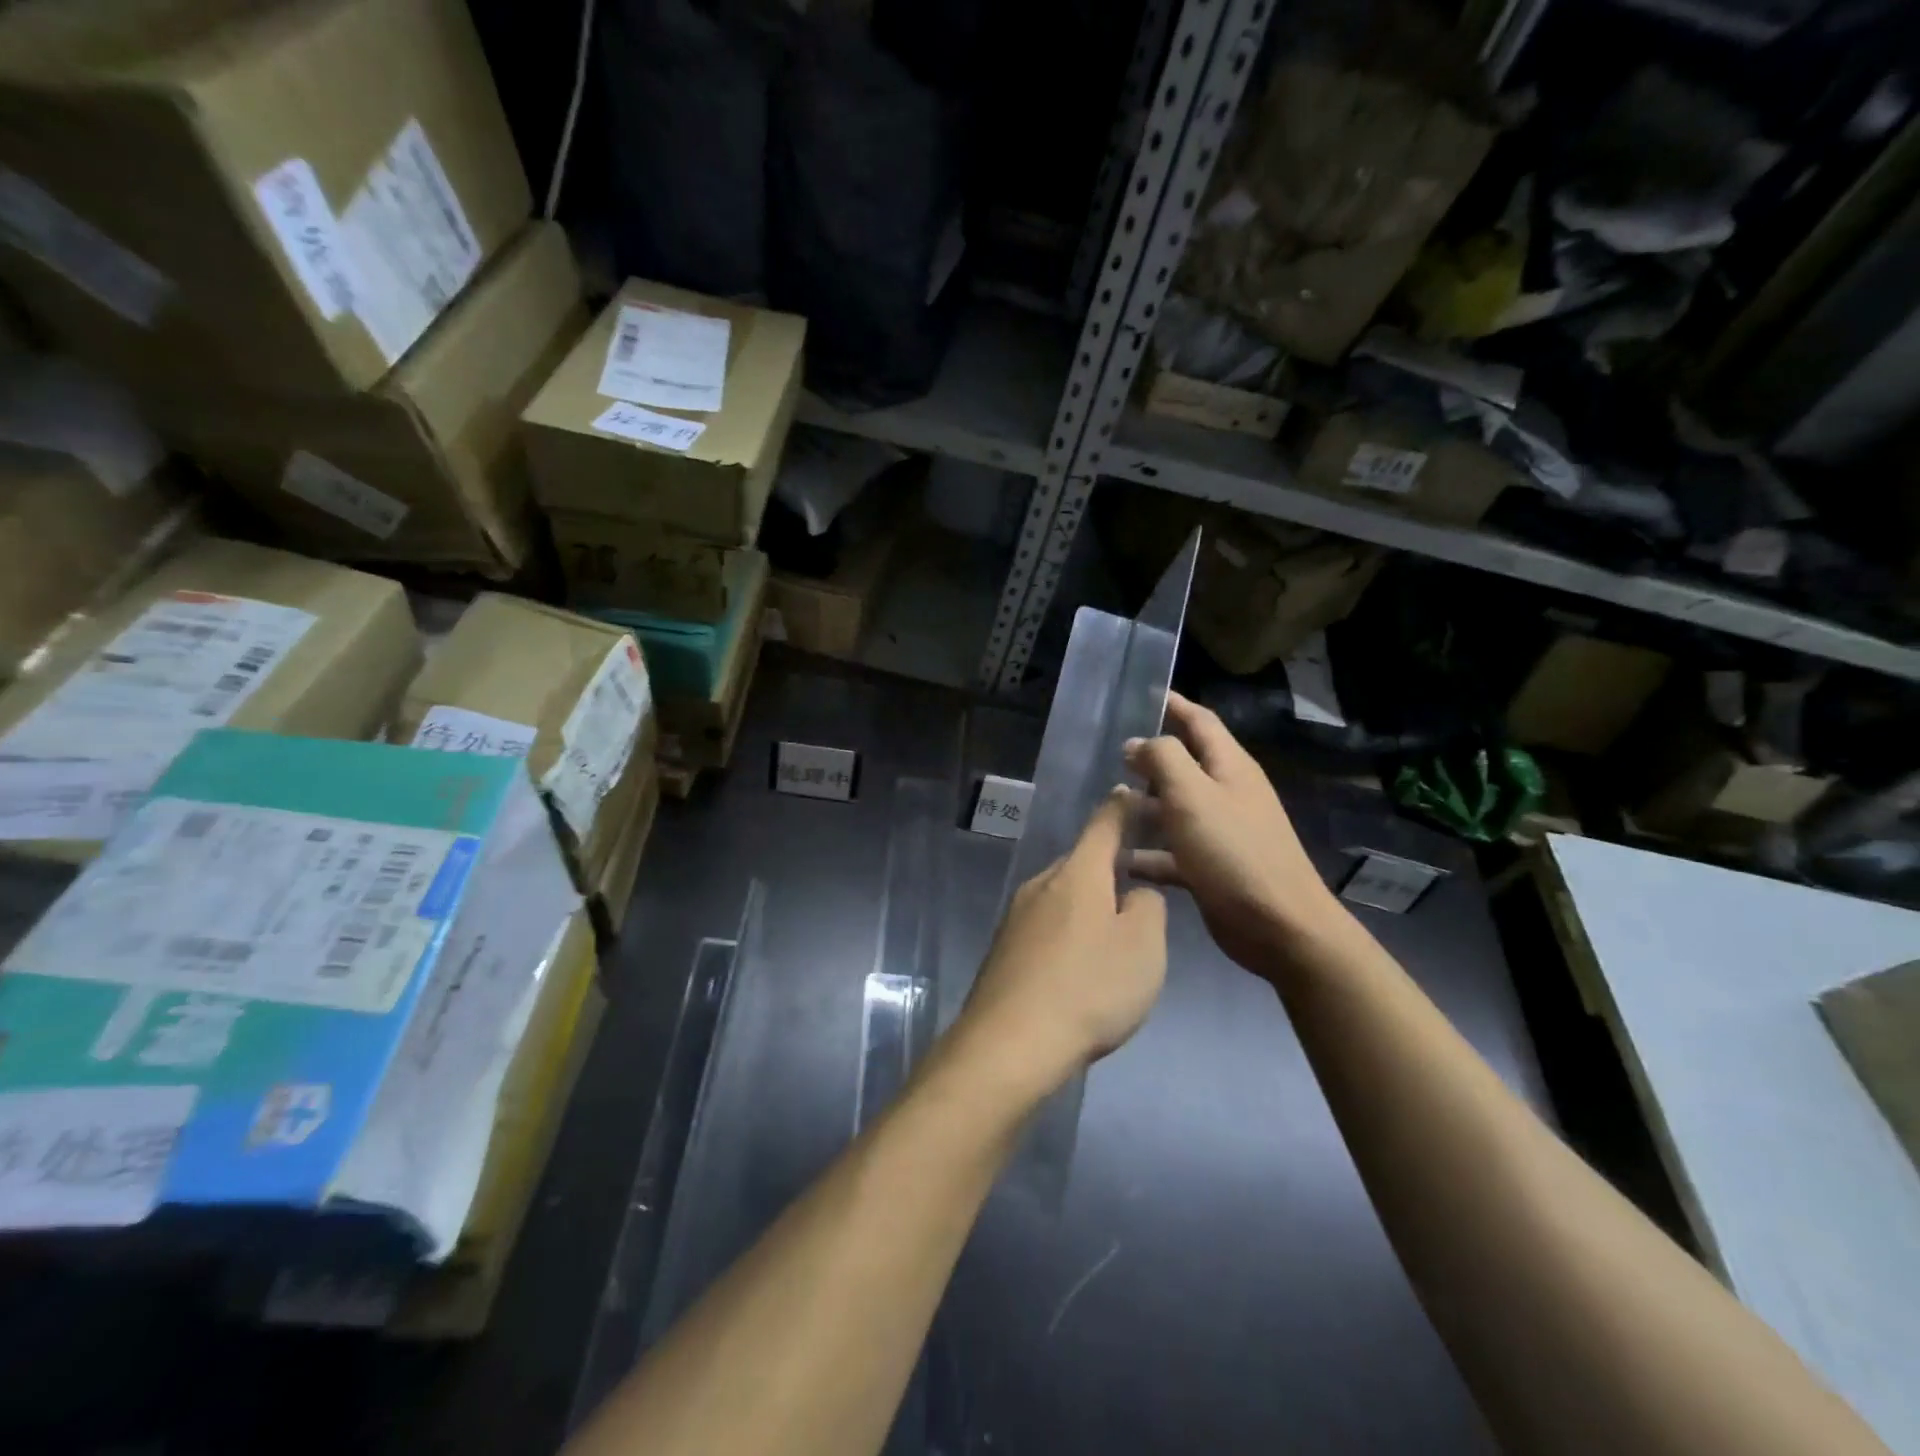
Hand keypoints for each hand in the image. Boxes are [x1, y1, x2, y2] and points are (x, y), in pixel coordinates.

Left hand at [954, 790, 1166, 1098]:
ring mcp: (1016, 914)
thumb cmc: (1089, 988)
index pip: (1104, 824)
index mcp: (1079, 873)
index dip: (1122, 808)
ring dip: (1087, 906)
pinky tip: (1076, 968)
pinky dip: (1066, 933)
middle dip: (1107, 868)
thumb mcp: (1143, 948)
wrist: (1010, 1042)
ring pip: (1062, 895)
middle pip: (1081, 862)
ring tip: (1110, 939)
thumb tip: (1133, 894)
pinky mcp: (1004, 947)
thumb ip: (1147, 908)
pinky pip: (1045, 925)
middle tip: (1136, 890)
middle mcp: (1042, 882)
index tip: (1131, 793)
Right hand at [1124, 692, 1347, 978]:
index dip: (1173, 704)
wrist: (1278, 926)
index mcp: (1229, 767)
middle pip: (1184, 765)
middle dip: (1149, 758)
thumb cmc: (1233, 851)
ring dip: (1143, 805)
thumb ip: (1163, 758)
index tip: (1142, 694)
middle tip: (1108, 755)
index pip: (1200, 721)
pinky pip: (1172, 851)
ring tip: (1104, 806)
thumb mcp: (1192, 794)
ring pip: (1174, 808)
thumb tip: (1137, 742)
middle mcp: (1227, 793)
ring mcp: (1221, 832)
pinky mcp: (1211, 868)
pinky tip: (1119, 859)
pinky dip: (1148, 853)